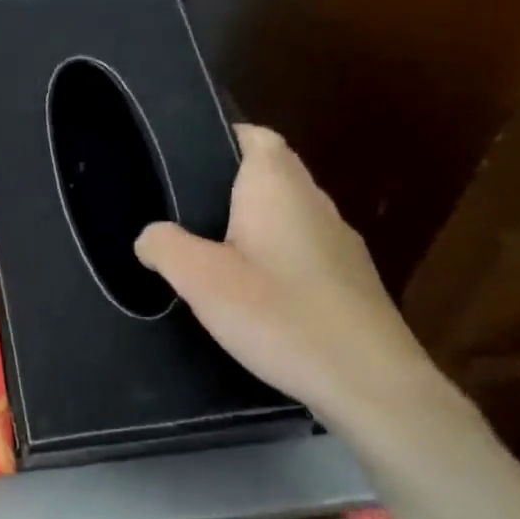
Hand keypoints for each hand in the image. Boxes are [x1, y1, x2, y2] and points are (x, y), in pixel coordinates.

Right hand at [134, 124, 444, 432]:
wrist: (370, 382)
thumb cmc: (280, 316)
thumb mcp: (201, 280)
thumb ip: (165, 247)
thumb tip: (149, 236)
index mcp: (278, 188)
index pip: (255, 136)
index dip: (221, 137)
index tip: (182, 160)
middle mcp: (314, 203)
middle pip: (270, 172)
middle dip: (227, 184)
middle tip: (180, 210)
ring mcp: (338, 242)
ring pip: (285, 213)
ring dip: (250, 223)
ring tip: (207, 251)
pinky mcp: (348, 279)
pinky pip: (300, 249)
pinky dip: (272, 256)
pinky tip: (251, 292)